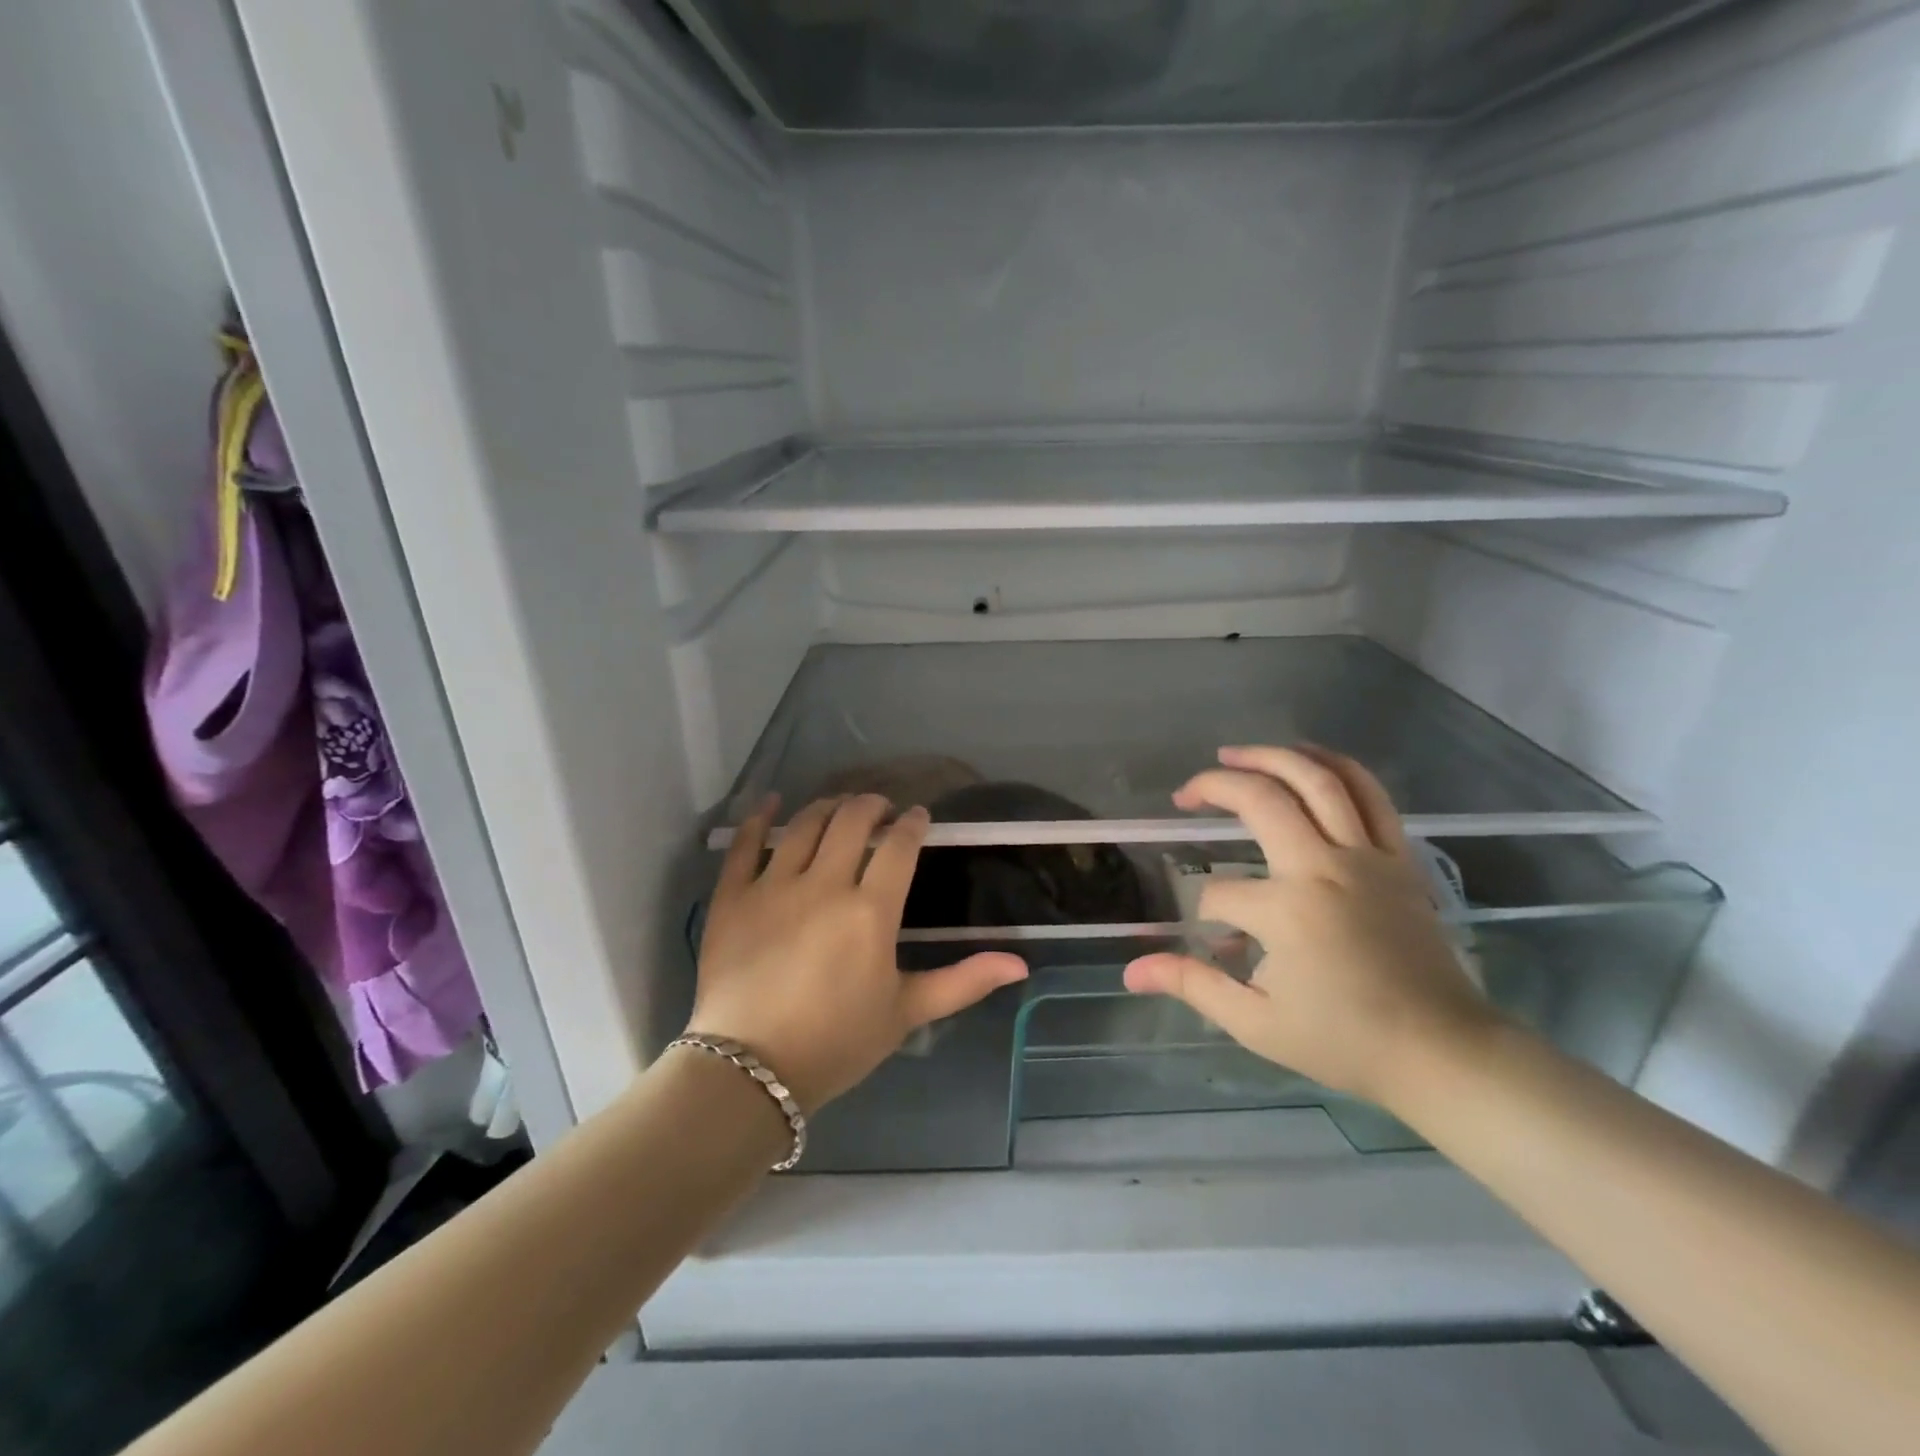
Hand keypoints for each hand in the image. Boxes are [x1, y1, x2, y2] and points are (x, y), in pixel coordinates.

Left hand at [687, 794, 1028, 1112]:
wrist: (749, 1072)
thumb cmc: (836, 1043)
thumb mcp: (906, 1013)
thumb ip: (963, 982)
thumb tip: (1021, 963)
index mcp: (871, 912)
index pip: (898, 847)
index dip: (913, 824)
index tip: (919, 817)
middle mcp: (824, 885)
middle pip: (851, 821)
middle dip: (872, 805)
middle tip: (882, 809)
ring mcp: (773, 886)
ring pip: (804, 824)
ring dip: (828, 806)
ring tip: (839, 806)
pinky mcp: (733, 897)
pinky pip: (743, 844)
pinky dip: (759, 817)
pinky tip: (771, 802)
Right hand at [1124, 745, 1495, 1107]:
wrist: (1443, 1052)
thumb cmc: (1346, 1041)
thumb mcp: (1256, 1022)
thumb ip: (1192, 985)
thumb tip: (1131, 971)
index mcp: (1286, 911)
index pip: (1220, 893)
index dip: (1205, 913)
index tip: (1215, 941)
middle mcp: (1323, 868)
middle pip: (1262, 800)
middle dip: (1216, 786)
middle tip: (1187, 792)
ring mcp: (1366, 857)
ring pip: (1320, 780)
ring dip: (1273, 756)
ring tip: (1237, 753)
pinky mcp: (1398, 858)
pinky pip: (1371, 796)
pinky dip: (1337, 766)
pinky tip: (1310, 760)